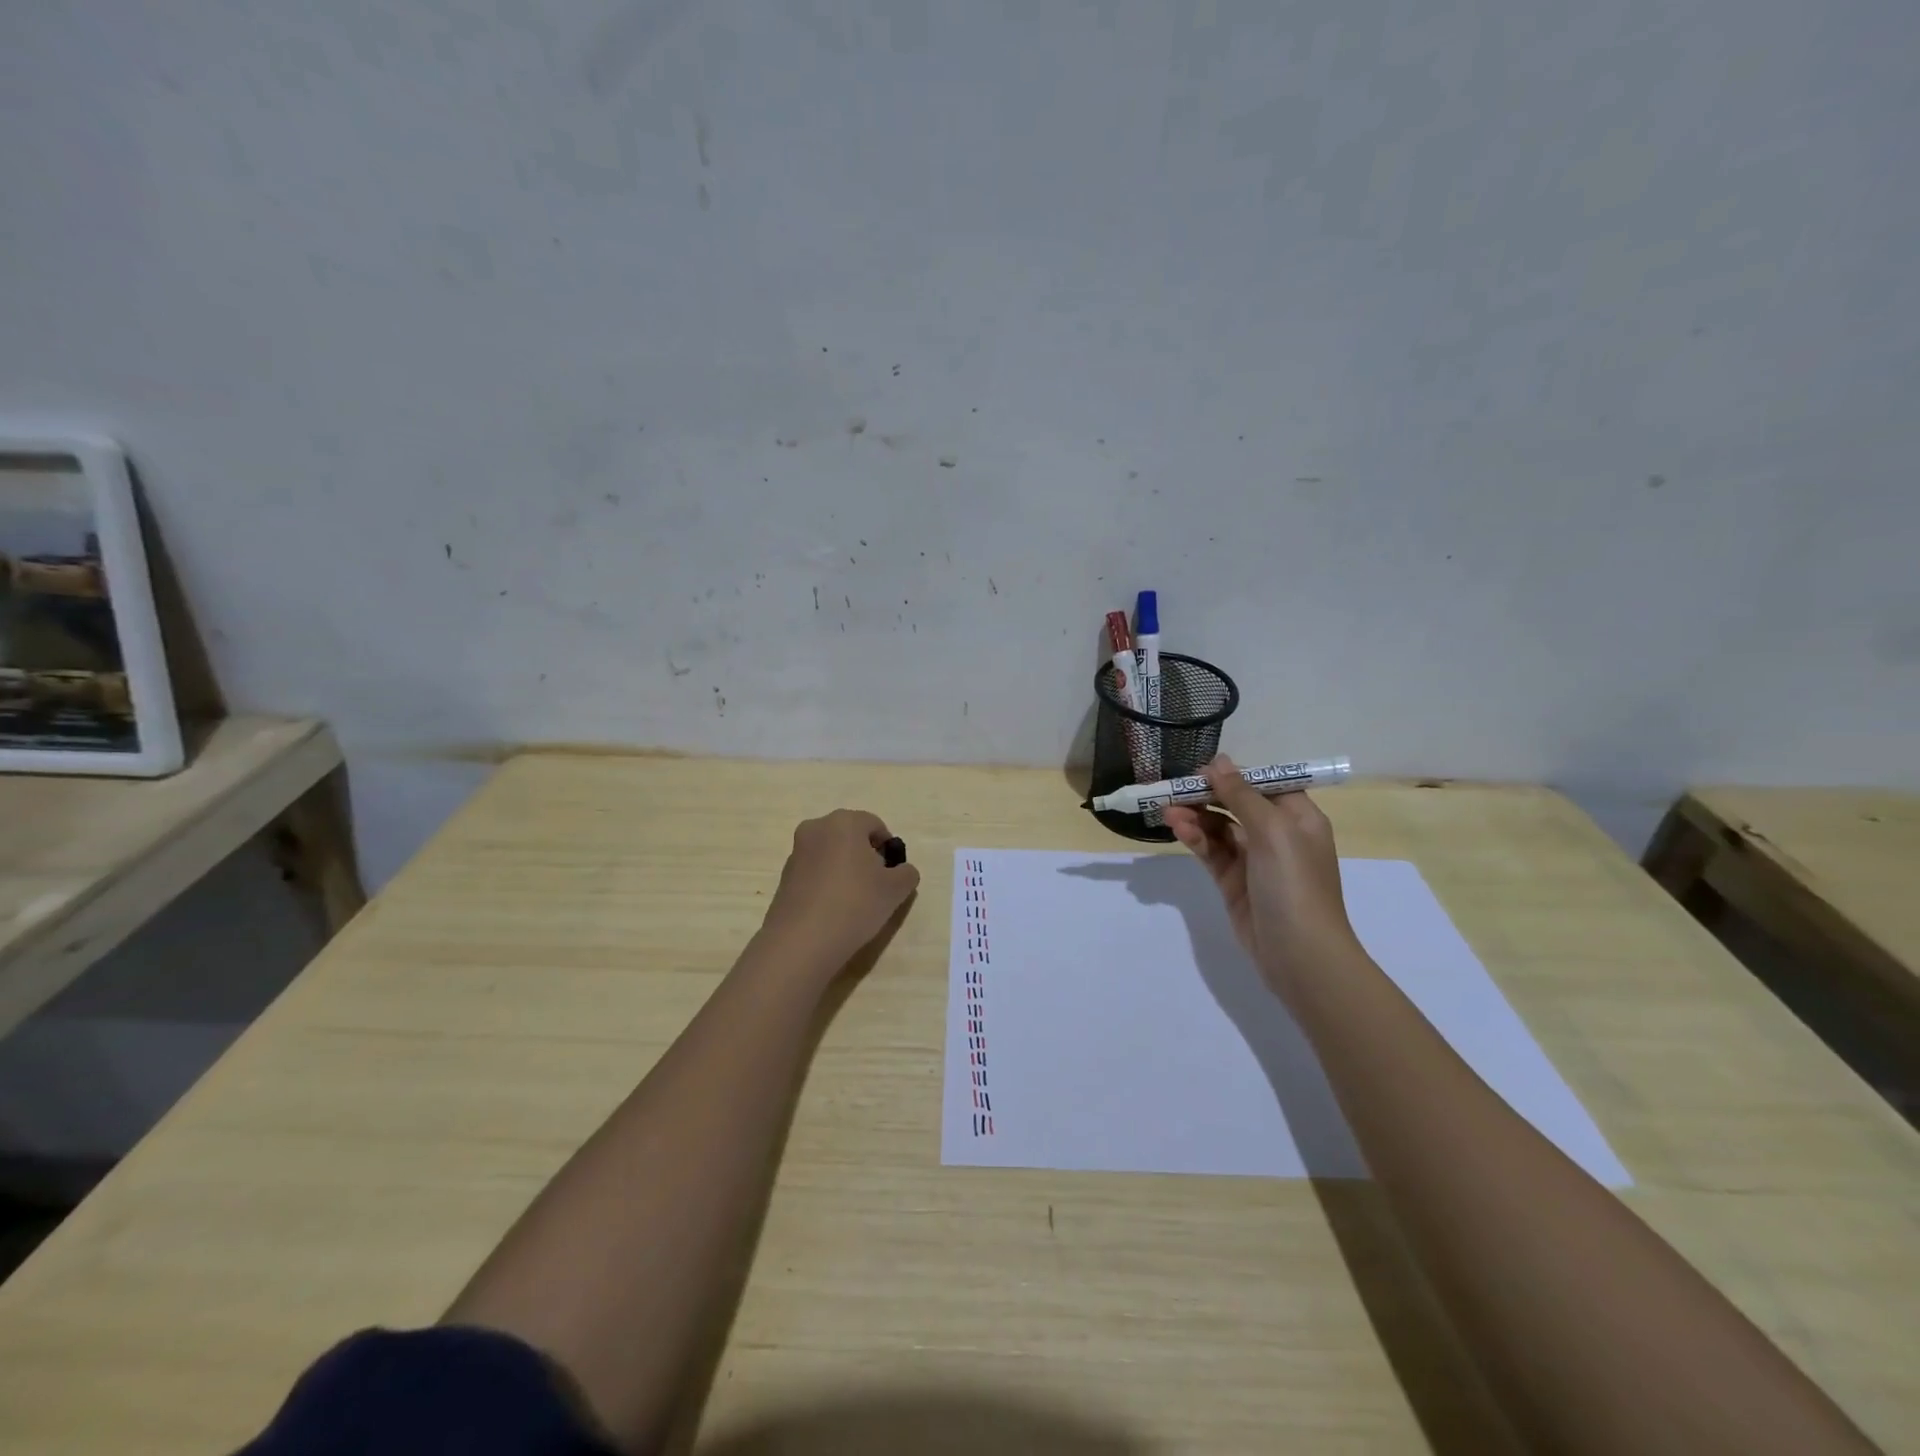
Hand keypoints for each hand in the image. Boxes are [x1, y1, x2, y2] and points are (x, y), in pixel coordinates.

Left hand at [759, 809, 920, 973]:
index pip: (875, 825)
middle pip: (850, 837)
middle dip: (866, 856)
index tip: (893, 874)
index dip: (889, 848)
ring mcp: (796, 853)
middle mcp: (816, 828)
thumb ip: (907, 873)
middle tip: (876, 886)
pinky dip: (826, 884)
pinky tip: (833, 910)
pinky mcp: (784, 878)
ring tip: (854, 902)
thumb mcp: (896, 889)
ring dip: (845, 870)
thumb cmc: (855, 903)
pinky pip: (814, 873)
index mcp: (844, 822)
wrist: (802, 940)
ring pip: (831, 854)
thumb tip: (901, 871)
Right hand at [1164, 755, 1360, 999]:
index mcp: (1299, 817)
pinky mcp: (1234, 882)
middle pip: (1237, 804)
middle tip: (1173, 790)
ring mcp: (1255, 860)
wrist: (1300, 955)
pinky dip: (1196, 839)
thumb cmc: (1294, 884)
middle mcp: (1278, 834)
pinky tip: (1178, 829)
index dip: (1233, 775)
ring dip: (1195, 817)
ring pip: (1220, 828)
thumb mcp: (1272, 831)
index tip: (1200, 771)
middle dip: (1206, 796)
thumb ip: (1241, 794)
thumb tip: (1218, 761)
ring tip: (1167, 812)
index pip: (1264, 783)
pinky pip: (1212, 851)